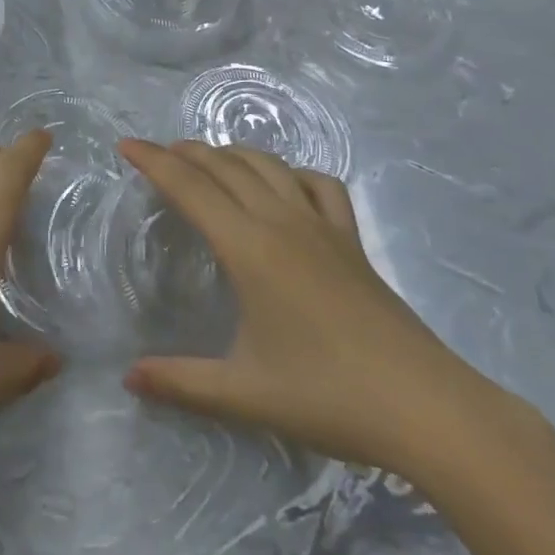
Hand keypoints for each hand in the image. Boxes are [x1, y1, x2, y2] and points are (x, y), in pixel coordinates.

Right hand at [118, 140, 512, 479]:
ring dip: (232, 154)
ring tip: (208, 161)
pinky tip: (286, 185)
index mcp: (249, 248)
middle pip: (226, 166)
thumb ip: (180, 382)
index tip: (125, 144)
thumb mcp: (243, 393)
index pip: (190, 187)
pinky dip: (293, 172)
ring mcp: (323, 228)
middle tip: (157, 154)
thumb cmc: (328, 396)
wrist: (429, 410)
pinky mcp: (352, 242)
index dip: (153, 161)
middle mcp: (282, 222)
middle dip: (186, 152)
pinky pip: (320, 185)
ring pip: (270, 166)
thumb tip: (128, 378)